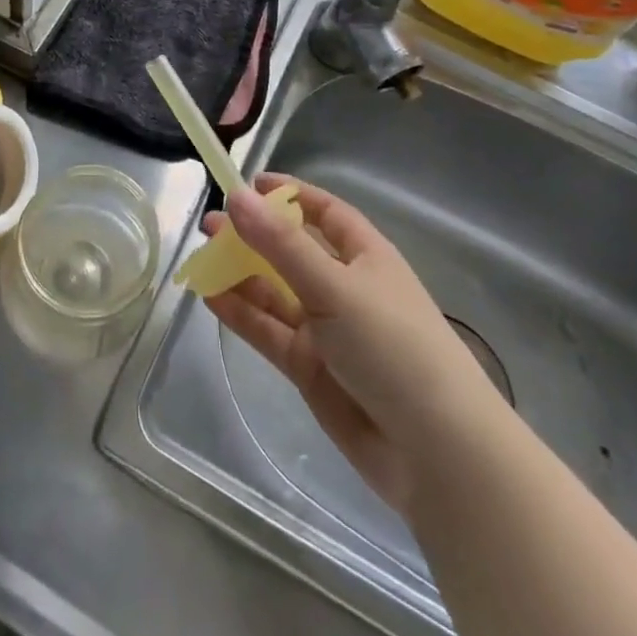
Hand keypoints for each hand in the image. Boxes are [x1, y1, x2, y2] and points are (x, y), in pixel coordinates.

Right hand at [203, 174, 504, 513]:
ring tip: (200, 258)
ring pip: (276, 292)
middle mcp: (345, 287)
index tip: (250, 183)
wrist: (436, 452)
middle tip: (210, 224)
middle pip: (292, 251)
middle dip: (254, 236)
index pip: (324, 212)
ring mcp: (327, 330)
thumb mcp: (335, 286)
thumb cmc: (393, 346)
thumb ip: (281, 246)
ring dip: (241, 274)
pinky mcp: (311, 369)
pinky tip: (211, 296)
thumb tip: (237, 196)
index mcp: (365, 256)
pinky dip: (242, 313)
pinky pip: (270, 331)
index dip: (289, 195)